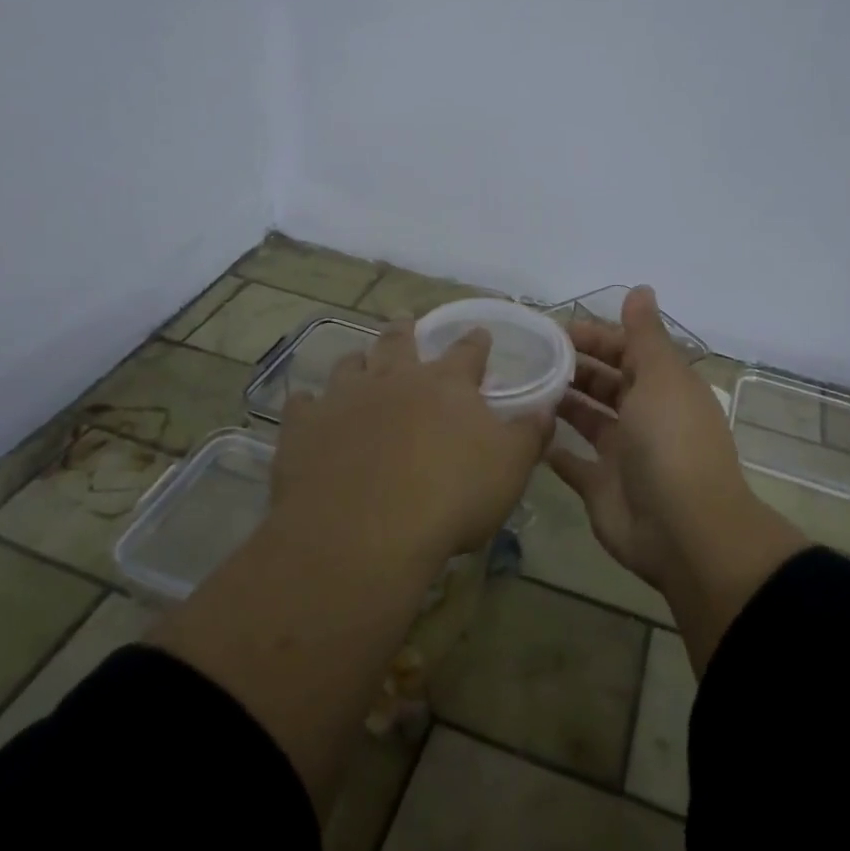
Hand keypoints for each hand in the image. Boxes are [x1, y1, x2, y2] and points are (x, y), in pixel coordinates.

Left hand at [271, 319, 551, 570]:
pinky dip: (308, 404)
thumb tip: (546, 407)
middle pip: (399, 342)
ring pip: (350, 365)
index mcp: (446, 385)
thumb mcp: (510, 469)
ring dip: (357, 360)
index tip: (480, 333)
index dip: (476, 342)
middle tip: (404, 318)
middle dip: (405, 329)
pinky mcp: (304, 427)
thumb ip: (530, 434)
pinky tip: (307, 407)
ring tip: (358, 358)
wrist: (364, 532)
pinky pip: (303, 405)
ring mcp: (344, 399)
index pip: (468, 352)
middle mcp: (394, 379)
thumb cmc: (450, 497)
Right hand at [549, 286, 753, 592]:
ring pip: (586, 418)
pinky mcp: (601, 487)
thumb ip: (644, 334)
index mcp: (661, 386)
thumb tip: (641, 288)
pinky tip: (526, 431)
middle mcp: (643, 415)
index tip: (552, 330)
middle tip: (528, 357)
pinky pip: (572, 463)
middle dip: (573, 366)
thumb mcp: (660, 376)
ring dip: (561, 402)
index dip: (594, 337)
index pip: (626, 350)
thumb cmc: (670, 441)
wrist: (683, 529)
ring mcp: (622, 453)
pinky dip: (553, 449)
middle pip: (604, 382)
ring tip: (521, 386)